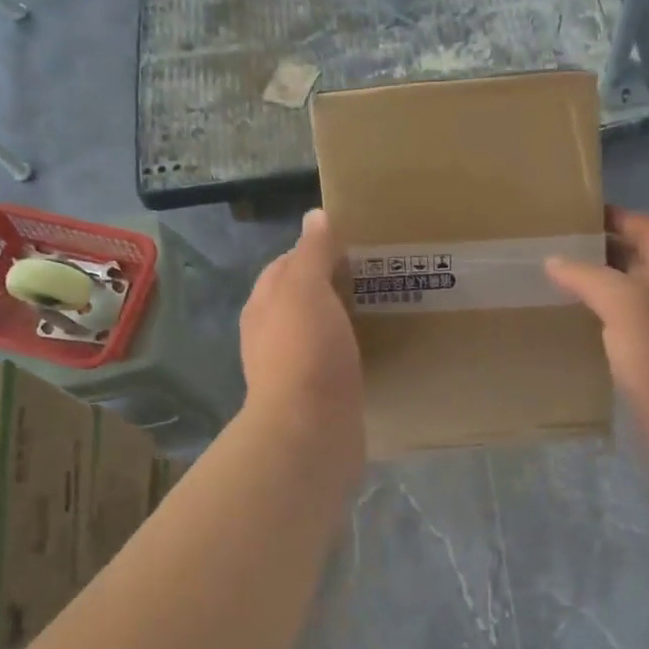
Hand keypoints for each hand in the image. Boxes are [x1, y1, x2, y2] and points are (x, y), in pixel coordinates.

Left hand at [240, 209, 363, 446]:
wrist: (310, 432)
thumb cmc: (305, 351)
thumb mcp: (305, 289)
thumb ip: (311, 252)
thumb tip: (315, 216)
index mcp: (264, 305)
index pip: (286, 265)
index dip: (315, 250)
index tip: (354, 244)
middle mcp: (272, 335)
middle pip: (303, 298)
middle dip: (334, 283)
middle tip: (377, 273)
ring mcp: (293, 368)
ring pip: (320, 330)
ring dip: (344, 317)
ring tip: (384, 305)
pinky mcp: (317, 396)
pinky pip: (336, 361)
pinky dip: (353, 349)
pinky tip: (378, 347)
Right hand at [546, 208, 648, 455]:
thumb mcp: (627, 306)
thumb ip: (590, 278)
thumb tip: (555, 261)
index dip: (619, 216)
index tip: (579, 215)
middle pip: (637, 259)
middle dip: (601, 249)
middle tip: (556, 248)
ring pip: (627, 294)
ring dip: (596, 285)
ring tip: (555, 283)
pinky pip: (621, 327)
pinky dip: (597, 319)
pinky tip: (571, 326)